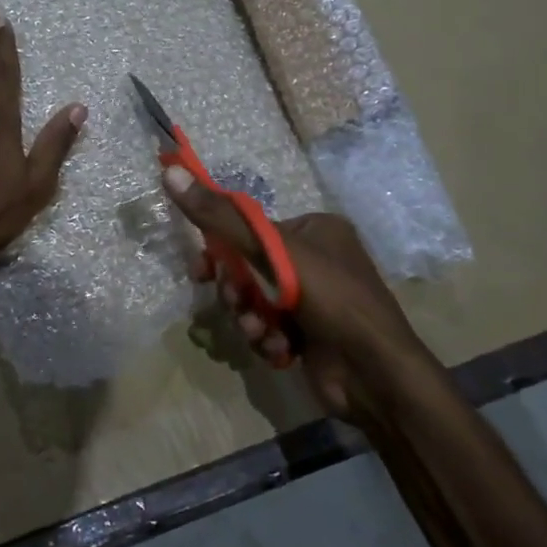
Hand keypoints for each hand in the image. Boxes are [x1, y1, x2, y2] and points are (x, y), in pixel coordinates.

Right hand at [163, 166, 431, 418]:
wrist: (376, 375)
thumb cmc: (331, 299)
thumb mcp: (273, 251)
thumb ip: (220, 216)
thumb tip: (170, 171)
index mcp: (315, 229)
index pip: (252, 230)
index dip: (221, 250)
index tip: (200, 271)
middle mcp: (316, 260)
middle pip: (250, 268)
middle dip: (239, 292)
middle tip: (239, 304)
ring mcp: (314, 300)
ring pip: (256, 302)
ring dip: (251, 319)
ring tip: (262, 332)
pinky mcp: (310, 334)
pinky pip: (269, 327)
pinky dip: (268, 339)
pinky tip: (280, 350)